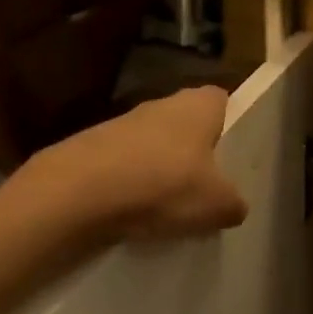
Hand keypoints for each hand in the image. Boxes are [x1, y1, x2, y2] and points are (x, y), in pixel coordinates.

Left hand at [25, 86, 248, 241]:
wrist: (78, 192)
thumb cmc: (163, 185)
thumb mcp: (218, 205)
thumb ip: (235, 204)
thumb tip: (234, 206)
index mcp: (198, 105)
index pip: (222, 100)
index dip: (230, 125)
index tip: (233, 155)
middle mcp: (161, 104)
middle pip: (186, 124)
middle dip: (194, 153)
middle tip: (205, 188)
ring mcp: (122, 122)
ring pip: (153, 145)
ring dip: (160, 169)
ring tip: (169, 208)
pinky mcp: (92, 146)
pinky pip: (124, 165)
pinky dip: (130, 185)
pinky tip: (133, 213)